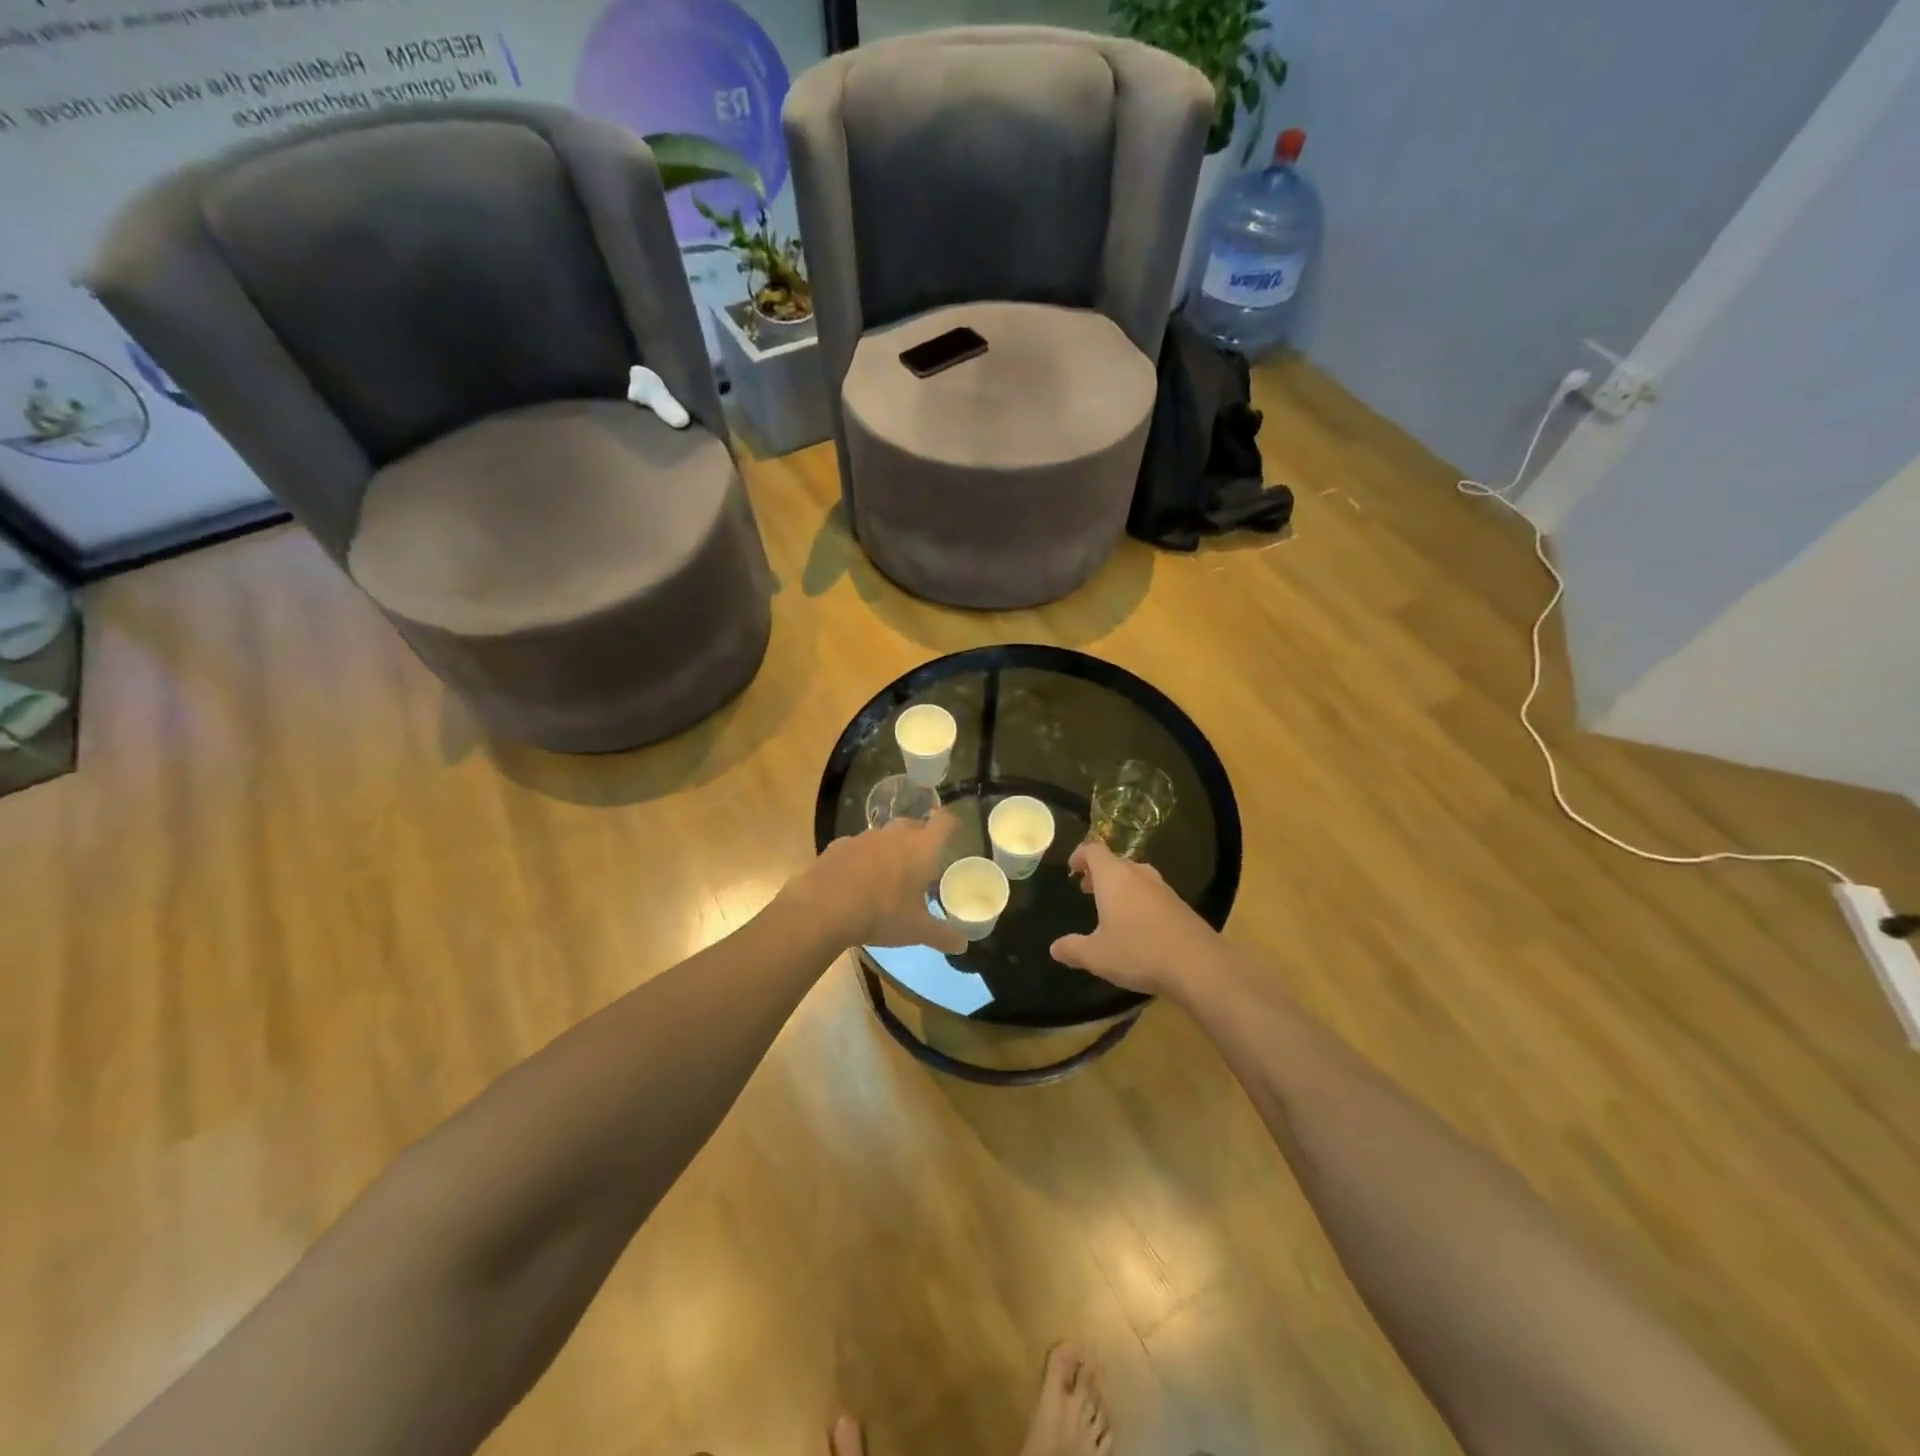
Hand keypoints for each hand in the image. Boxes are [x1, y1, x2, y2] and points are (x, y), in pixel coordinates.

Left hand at [803, 812, 967, 954]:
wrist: (824, 908)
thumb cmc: (881, 914)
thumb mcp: (917, 930)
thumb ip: (943, 935)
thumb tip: (963, 944)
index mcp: (921, 848)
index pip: (944, 822)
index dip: (952, 824)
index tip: (955, 832)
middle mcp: (895, 835)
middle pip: (914, 824)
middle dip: (921, 837)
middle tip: (923, 860)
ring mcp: (864, 837)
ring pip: (885, 835)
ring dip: (891, 847)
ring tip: (889, 872)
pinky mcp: (839, 844)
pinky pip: (858, 846)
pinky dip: (863, 857)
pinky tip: (857, 879)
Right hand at [1050, 840, 1219, 995]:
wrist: (1198, 964)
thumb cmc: (1138, 952)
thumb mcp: (1097, 956)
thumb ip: (1073, 949)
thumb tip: (1055, 948)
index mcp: (1114, 877)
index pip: (1094, 851)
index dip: (1080, 855)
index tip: (1072, 868)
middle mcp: (1139, 874)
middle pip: (1116, 862)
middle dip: (1099, 873)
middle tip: (1088, 890)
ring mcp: (1163, 888)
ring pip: (1136, 877)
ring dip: (1121, 886)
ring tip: (1111, 908)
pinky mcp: (1180, 905)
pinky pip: (1152, 894)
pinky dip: (1140, 900)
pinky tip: (1138, 926)